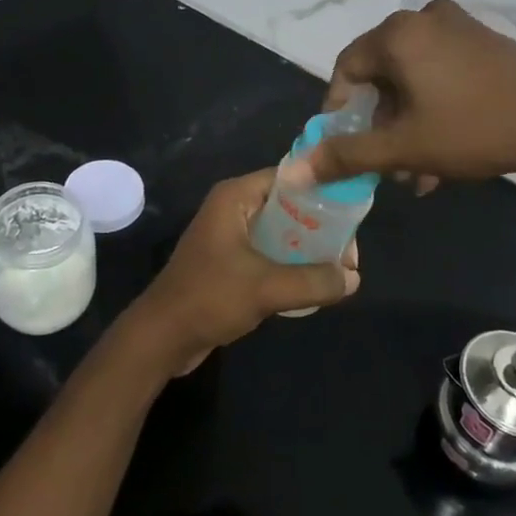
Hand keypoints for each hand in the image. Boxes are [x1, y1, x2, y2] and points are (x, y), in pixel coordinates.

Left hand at [124, 170, 360, 377]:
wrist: (161, 337)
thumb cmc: (210, 298)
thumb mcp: (267, 287)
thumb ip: (314, 280)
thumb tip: (353, 278)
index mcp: (235, 197)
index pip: (288, 178)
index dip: (321, 192)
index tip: (352, 213)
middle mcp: (233, 208)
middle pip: (287, 206)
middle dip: (318, 227)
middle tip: (349, 252)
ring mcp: (229, 236)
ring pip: (279, 232)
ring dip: (306, 249)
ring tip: (339, 269)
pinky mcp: (229, 262)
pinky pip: (268, 253)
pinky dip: (290, 264)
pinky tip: (313, 283)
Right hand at [306, 0, 515, 187]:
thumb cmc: (474, 129)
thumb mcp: (404, 147)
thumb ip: (346, 156)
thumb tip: (292, 171)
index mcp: (397, 34)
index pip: (347, 68)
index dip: (339, 109)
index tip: (344, 145)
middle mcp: (423, 19)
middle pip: (382, 74)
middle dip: (380, 125)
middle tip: (386, 165)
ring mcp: (459, 27)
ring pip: (413, 79)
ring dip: (408, 124)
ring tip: (417, 171)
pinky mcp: (485, 40)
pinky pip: (441, 72)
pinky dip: (433, 107)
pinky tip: (444, 153)